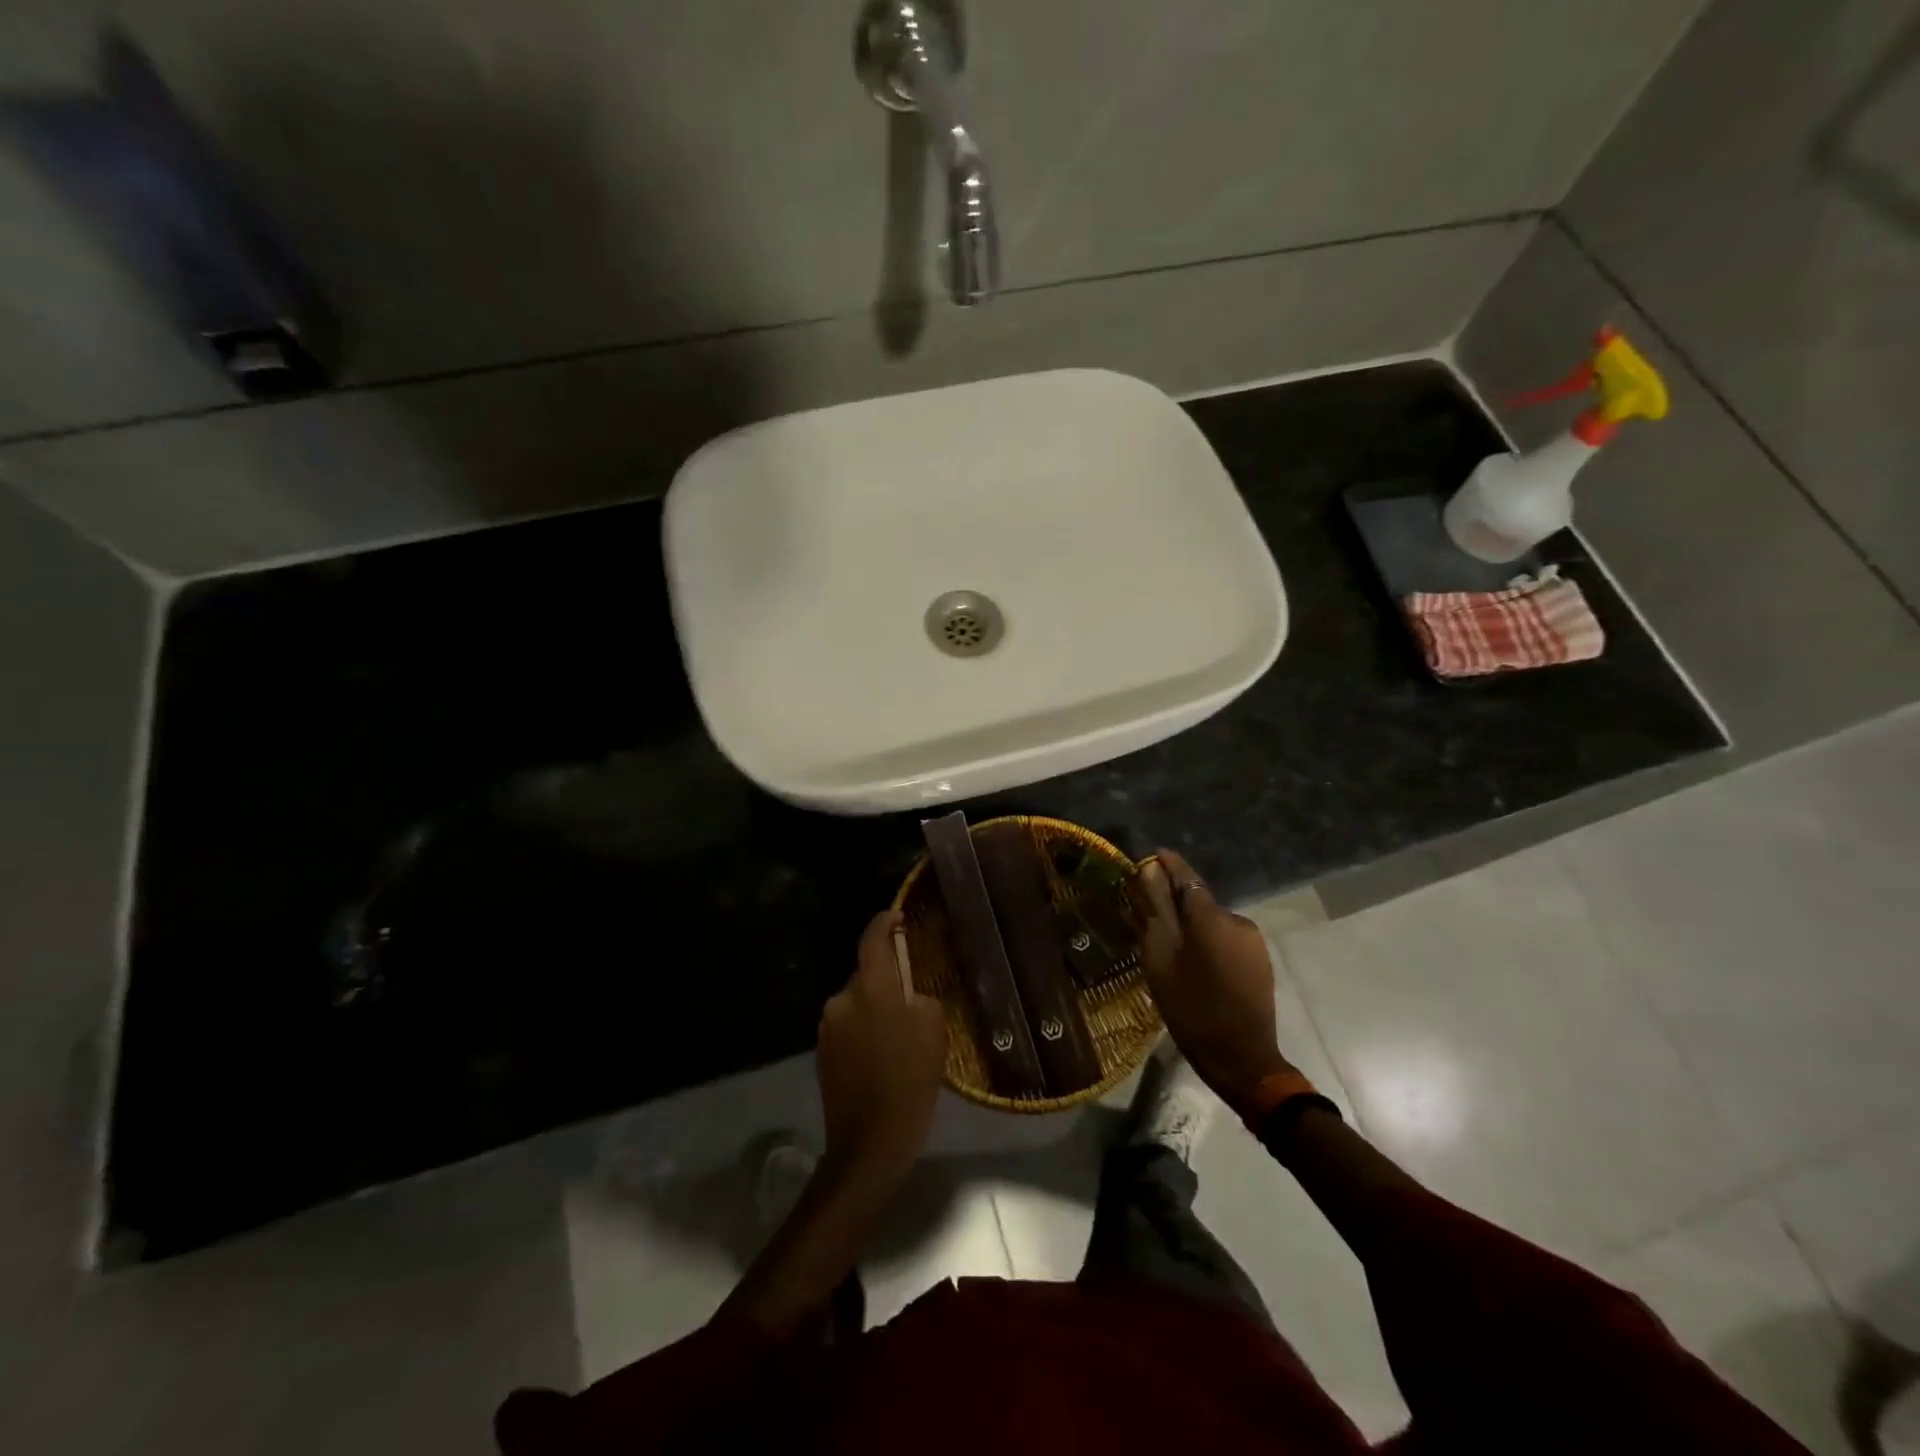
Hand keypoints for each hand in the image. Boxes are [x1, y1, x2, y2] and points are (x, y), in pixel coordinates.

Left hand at [816, 909, 948, 1190]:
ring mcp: (828, 1027)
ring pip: (857, 1003)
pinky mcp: (822, 1053)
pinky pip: (848, 1027)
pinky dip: (864, 1031)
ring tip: (898, 1034)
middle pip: (865, 974)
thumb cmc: (910, 1081)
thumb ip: (921, 998)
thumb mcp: (934, 1031)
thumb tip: (909, 995)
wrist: (869, 1143)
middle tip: (911, 996)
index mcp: (871, 988)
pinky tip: (882, 1056)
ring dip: (874, 1008)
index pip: (873, 939)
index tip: (897, 916)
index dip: (884, 922)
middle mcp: (842, 999)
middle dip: (886, 979)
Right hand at [1138, 849, 1292, 1116]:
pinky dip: (1209, 942)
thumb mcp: (1160, 963)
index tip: (1150, 856)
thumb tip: (1148, 878)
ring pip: (1213, 922)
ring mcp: (1253, 941)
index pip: (1187, 877)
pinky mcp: (1260, 960)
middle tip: (1150, 914)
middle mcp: (1236, 920)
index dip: (1168, 864)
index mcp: (1210, 918)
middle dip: (1176, 902)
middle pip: (1200, 901)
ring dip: (1194, 926)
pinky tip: (1196, 964)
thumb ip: (1154, 915)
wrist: (1243, 1059)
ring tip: (1172, 947)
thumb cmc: (1193, 1010)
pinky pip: (1227, 939)